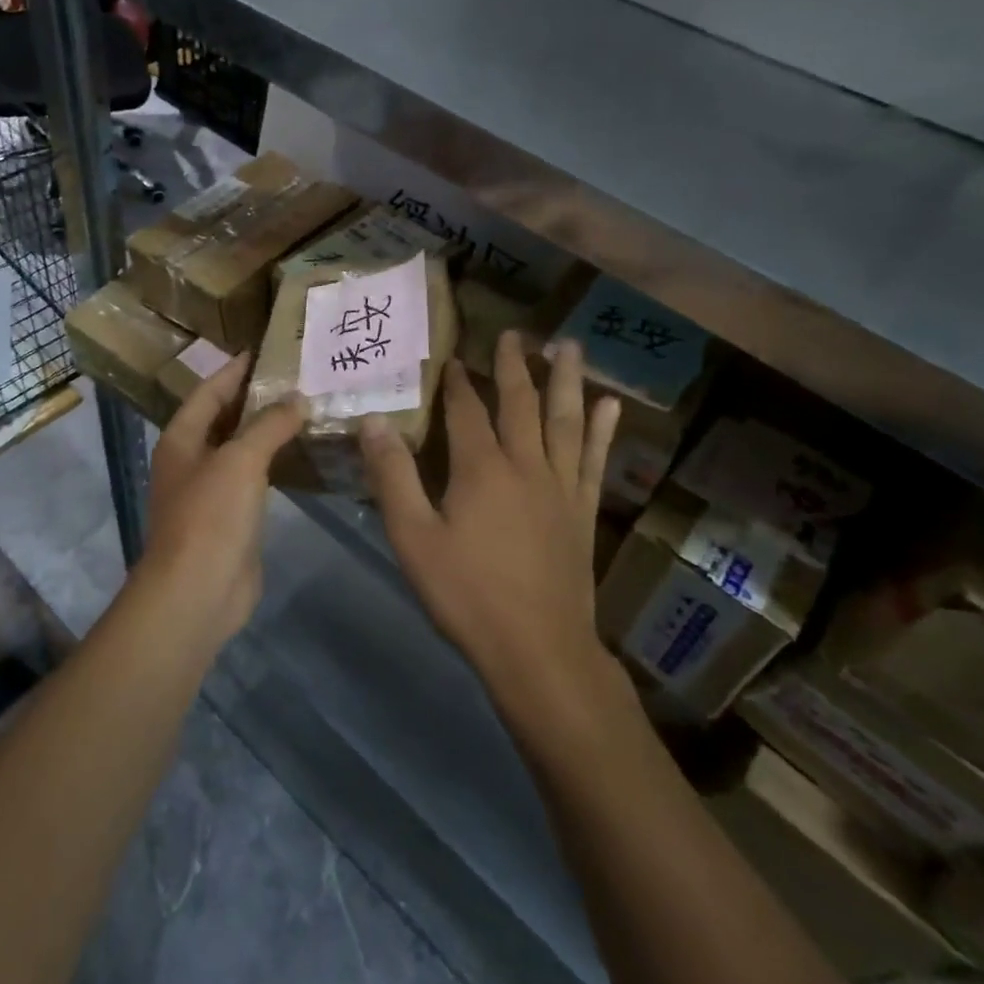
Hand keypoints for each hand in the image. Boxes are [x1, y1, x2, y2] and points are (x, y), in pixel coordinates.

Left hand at [136, 353, 304, 645]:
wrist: (198, 591)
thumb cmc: (210, 516)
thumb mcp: (241, 460)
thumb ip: (269, 425)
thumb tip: (298, 399)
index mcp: (181, 439)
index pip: (208, 391)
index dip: (233, 370)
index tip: (262, 350)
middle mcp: (191, 460)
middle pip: (223, 418)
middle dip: (254, 398)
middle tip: (294, 377)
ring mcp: (209, 492)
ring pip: (240, 450)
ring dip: (266, 431)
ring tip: (303, 409)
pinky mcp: (230, 518)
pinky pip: (253, 479)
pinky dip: (273, 463)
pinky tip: (299, 454)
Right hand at [360, 332, 621, 722]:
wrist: (539, 650)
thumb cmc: (467, 595)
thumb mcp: (413, 538)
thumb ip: (392, 477)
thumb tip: (374, 421)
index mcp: (481, 469)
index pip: (466, 410)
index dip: (457, 382)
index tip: (452, 356)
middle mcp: (526, 465)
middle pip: (520, 403)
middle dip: (513, 366)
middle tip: (514, 333)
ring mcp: (561, 487)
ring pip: (565, 420)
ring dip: (565, 380)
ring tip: (569, 345)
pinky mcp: (583, 511)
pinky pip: (595, 460)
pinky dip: (602, 430)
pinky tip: (610, 407)